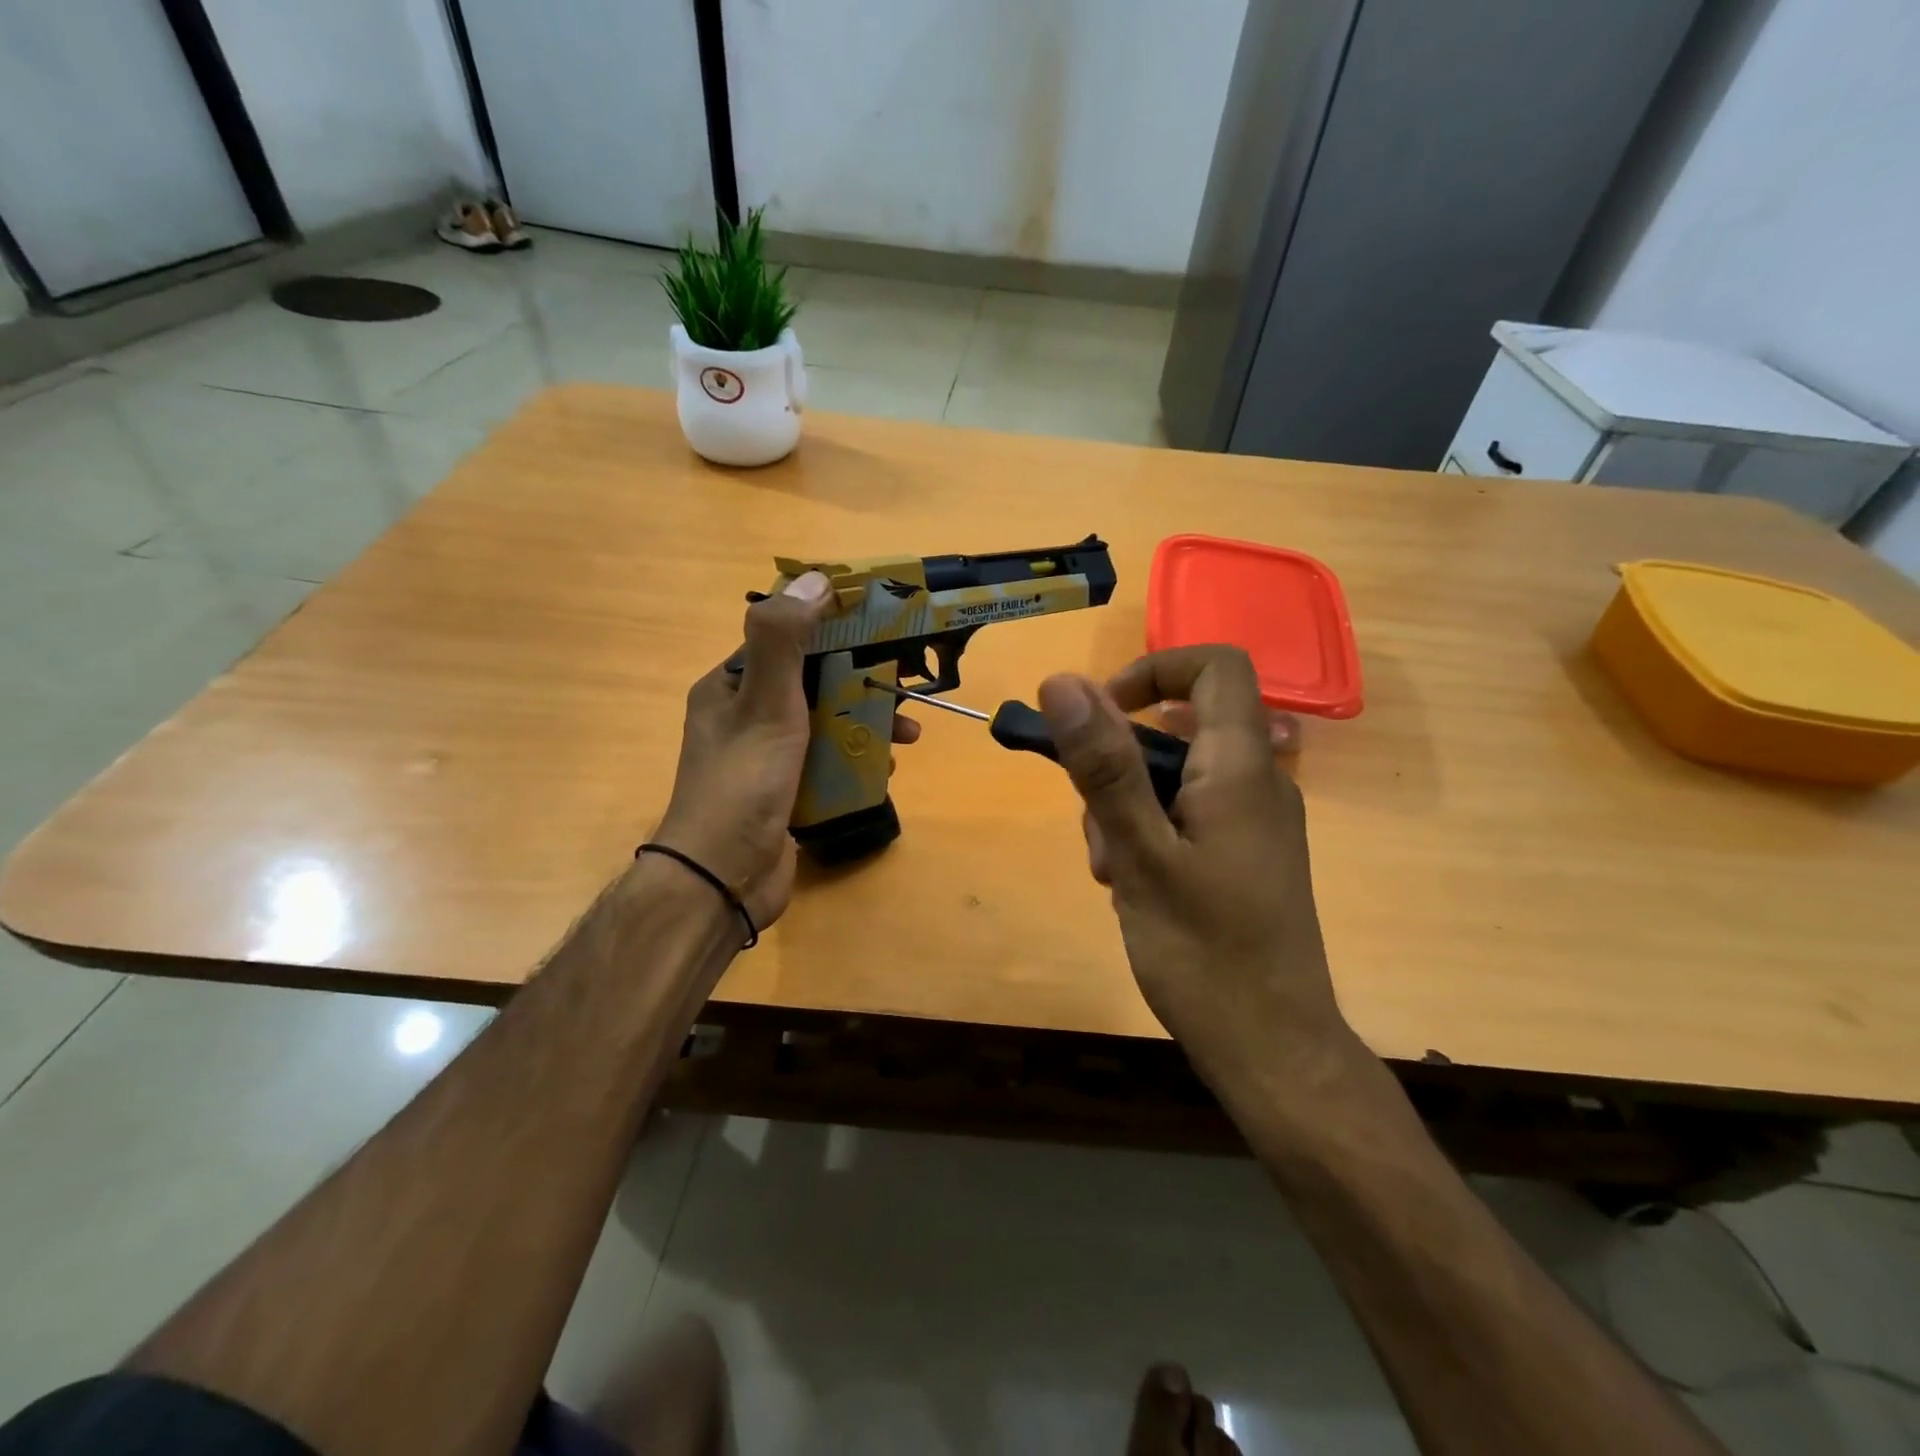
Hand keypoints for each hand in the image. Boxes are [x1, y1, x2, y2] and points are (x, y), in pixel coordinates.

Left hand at [654, 572, 919, 930]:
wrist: (724, 878)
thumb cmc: (744, 782)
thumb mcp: (765, 702)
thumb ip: (785, 639)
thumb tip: (815, 577)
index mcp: (731, 686)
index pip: (786, 640)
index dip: (833, 627)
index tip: (880, 625)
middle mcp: (746, 716)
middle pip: (814, 682)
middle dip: (862, 682)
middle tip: (907, 685)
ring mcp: (767, 758)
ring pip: (827, 724)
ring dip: (867, 724)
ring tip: (909, 735)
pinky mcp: (787, 792)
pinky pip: (828, 763)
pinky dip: (857, 761)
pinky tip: (886, 770)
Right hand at [1036, 647, 1360, 1109]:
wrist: (1274, 1052)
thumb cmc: (1205, 955)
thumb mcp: (1139, 855)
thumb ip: (1104, 767)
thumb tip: (1064, 682)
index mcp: (1240, 768)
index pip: (1215, 667)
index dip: (1154, 669)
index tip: (1101, 713)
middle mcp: (1257, 783)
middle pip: (1180, 728)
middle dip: (1120, 763)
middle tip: (1097, 829)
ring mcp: (1254, 822)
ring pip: (1175, 778)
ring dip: (1127, 808)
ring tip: (1113, 873)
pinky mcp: (1245, 856)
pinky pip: (1188, 816)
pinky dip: (1150, 834)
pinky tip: (1132, 888)